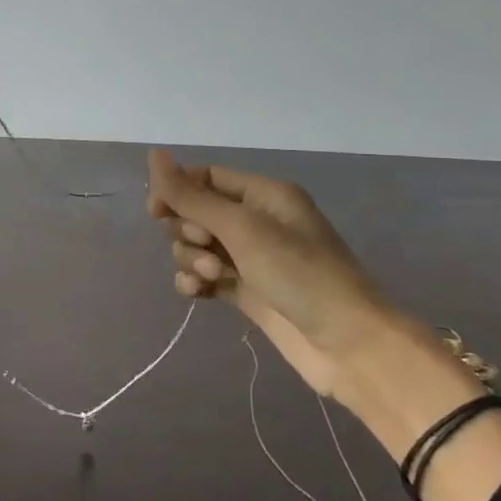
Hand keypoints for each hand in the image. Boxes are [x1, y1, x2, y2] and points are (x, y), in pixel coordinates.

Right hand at [146, 151, 402, 398]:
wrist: (347, 344)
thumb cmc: (299, 274)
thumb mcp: (242, 228)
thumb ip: (192, 196)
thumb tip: (154, 156)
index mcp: (264, 195)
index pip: (206, 178)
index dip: (177, 191)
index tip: (156, 211)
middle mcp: (257, 221)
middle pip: (197, 213)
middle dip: (189, 231)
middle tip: (207, 248)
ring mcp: (250, 259)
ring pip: (197, 247)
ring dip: (193, 259)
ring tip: (213, 277)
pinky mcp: (245, 291)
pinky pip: (204, 276)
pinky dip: (196, 282)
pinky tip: (199, 293)